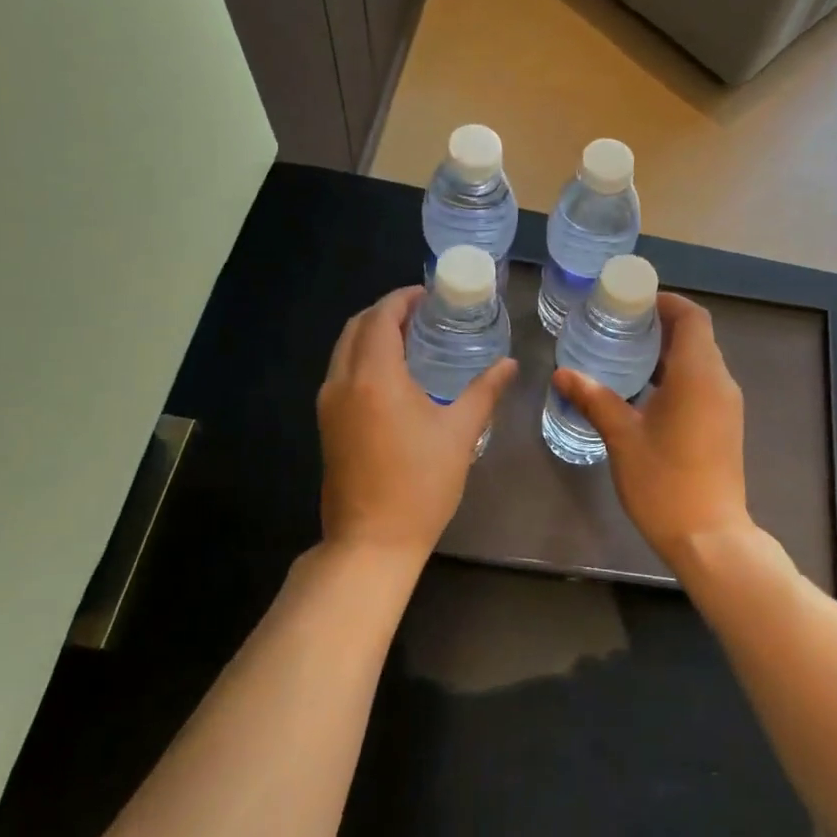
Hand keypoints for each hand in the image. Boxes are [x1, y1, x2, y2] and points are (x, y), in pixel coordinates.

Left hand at [317, 287, 516, 566]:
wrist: (371, 541)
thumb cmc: (420, 484)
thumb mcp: (460, 433)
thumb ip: (485, 391)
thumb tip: (510, 364)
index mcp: (375, 377)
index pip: (382, 318)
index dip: (403, 299)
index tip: (429, 294)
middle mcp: (343, 382)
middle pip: (357, 327)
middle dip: (386, 312)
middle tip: (423, 312)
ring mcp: (329, 404)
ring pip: (344, 349)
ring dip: (372, 334)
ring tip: (411, 337)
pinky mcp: (326, 424)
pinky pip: (341, 371)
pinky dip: (363, 356)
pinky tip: (394, 373)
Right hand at [551, 293, 752, 568]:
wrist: (710, 537)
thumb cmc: (664, 482)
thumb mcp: (622, 437)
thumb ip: (595, 399)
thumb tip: (562, 373)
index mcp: (698, 375)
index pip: (691, 317)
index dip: (666, 303)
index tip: (634, 302)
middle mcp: (720, 382)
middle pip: (697, 336)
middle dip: (662, 325)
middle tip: (620, 326)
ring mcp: (727, 405)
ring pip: (701, 361)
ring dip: (669, 351)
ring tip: (627, 354)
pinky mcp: (725, 425)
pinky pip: (704, 383)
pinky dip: (678, 375)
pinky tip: (646, 391)